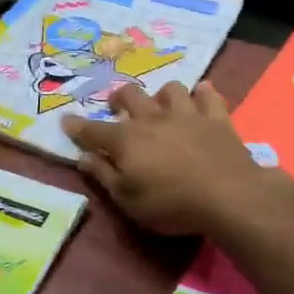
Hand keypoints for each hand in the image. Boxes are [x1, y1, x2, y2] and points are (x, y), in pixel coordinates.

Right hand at [60, 81, 275, 235]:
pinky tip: (201, 98)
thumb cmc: (171, 204)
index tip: (66, 121)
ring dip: (162, 95)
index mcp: (126, 140)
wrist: (228, 195)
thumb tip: (83, 158)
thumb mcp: (127, 200)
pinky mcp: (216, 117)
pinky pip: (208, 95)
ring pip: (170, 89)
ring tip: (162, 106)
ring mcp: (186, 114)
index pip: (93, 130)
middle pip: (129, 95)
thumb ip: (104, 176)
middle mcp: (152, 118)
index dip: (77, 126)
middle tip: (117, 108)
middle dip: (119, 98)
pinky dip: (203, 95)